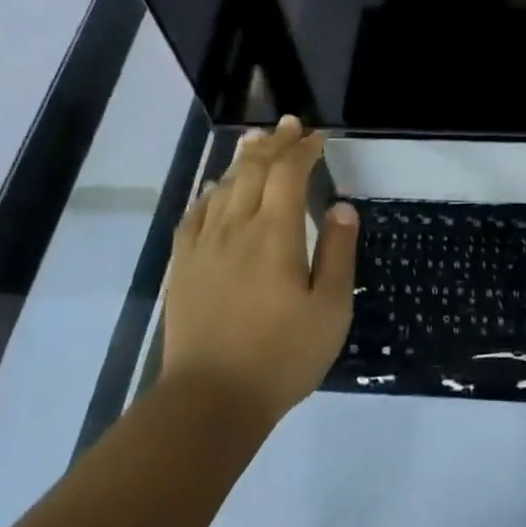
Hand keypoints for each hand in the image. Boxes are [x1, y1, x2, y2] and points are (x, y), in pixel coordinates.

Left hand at [162, 116, 358, 424]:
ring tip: (256, 141)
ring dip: (243, 159)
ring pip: (223, 186)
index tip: (319, 137)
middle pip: (253, 170)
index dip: (304, 149)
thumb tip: (341, 206)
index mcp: (275, 234)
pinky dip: (209, 193)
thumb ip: (338, 252)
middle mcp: (236, 228)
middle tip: (290, 125)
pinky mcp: (184, 267)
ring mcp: (204, 246)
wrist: (210, 401)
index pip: (288, 173)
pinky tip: (215, 189)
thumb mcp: (329, 309)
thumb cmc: (281, 355)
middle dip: (275, 143)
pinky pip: (195, 215)